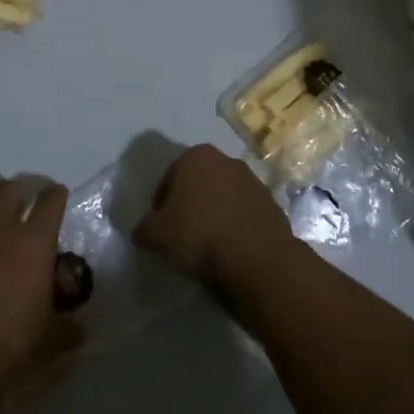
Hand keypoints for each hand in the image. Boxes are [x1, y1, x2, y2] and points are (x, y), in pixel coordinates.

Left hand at [0, 179, 82, 412]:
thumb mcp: (47, 342)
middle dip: (12, 195)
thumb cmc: (8, 348)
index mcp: (34, 244)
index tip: (55, 200)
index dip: (54, 196)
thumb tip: (80, 330)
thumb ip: (66, 329)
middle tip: (14, 214)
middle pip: (6, 189)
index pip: (52, 200)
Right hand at [134, 144, 298, 291]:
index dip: (160, 205)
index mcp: (196, 156)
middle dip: (189, 205)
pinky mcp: (271, 202)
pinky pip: (242, 212)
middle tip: (182, 235)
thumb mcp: (156, 235)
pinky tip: (229, 248)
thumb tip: (142, 232)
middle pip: (197, 184)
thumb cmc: (200, 235)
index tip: (160, 229)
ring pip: (222, 196)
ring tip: (207, 244)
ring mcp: (252, 180)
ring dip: (213, 214)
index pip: (168, 178)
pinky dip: (234, 225)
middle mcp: (226, 159)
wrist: (257, 258)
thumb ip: (144, 229)